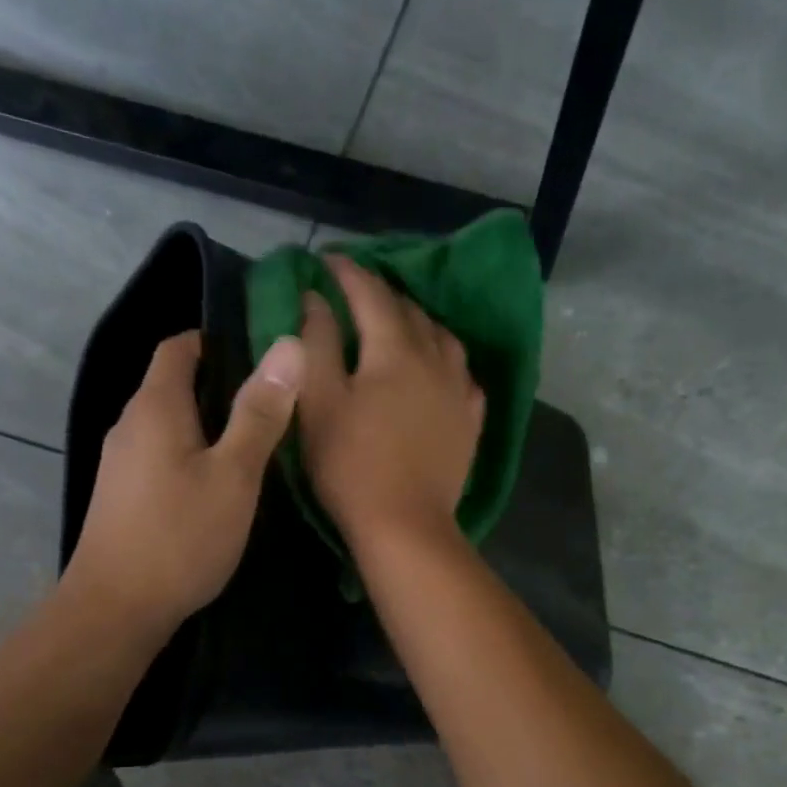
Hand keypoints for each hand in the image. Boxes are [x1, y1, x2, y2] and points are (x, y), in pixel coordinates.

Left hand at [64, 330, 303, 638]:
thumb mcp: (233, 474)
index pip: (179, 347)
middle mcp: (130, 425)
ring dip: (209, 425)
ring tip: (257, 444)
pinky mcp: (123, 497)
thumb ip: (260, 413)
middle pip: (174, 386)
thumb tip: (288, 346)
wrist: (117, 609)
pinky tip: (221, 485)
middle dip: (221, 386)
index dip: (217, 341)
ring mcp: (122, 464)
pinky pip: (162, 457)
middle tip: (275, 403)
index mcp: (155, 407)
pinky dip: (193, 456)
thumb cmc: (180, 536)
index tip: (263, 356)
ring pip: (170, 426)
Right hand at [296, 255, 484, 549]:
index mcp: (395, 349)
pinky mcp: (470, 422)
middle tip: (355, 293)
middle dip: (381, 294)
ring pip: (443, 338)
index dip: (346, 272)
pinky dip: (445, 361)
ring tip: (398, 326)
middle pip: (410, 310)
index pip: (370, 293)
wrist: (405, 525)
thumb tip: (316, 298)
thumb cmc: (351, 465)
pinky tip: (438, 370)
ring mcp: (460, 391)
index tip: (325, 261)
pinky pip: (463, 375)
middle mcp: (436, 358)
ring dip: (418, 323)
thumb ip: (317, 343)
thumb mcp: (320, 402)